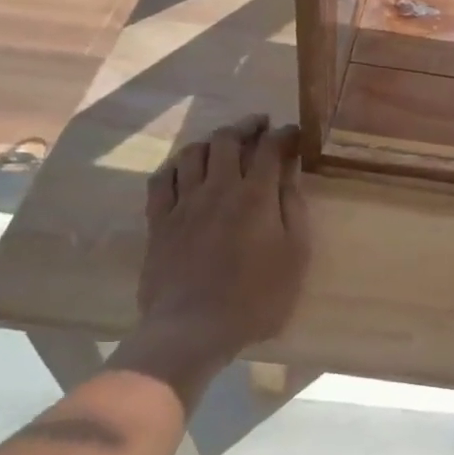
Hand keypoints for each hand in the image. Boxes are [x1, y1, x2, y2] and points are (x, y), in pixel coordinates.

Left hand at [115, 114, 310, 393]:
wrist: (192, 329)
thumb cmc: (255, 298)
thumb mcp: (294, 256)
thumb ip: (293, 210)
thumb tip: (289, 175)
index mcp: (255, 196)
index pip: (270, 148)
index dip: (284, 134)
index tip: (294, 132)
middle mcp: (218, 188)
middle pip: (228, 140)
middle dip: (247, 126)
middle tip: (260, 125)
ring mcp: (183, 203)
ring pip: (193, 153)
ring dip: (211, 140)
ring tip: (223, 142)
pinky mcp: (159, 221)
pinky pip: (162, 179)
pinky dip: (176, 165)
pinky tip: (184, 167)